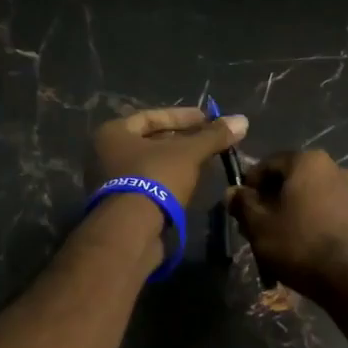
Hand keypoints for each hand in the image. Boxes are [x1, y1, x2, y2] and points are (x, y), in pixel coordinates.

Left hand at [91, 105, 248, 206]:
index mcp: (113, 132)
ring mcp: (110, 182)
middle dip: (182, 140)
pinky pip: (148, 185)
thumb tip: (242, 120)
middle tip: (209, 141)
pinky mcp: (121, 206)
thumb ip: (213, 136)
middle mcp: (105, 154)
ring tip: (204, 162)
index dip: (183, 116)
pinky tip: (190, 184)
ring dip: (177, 162)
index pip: (152, 116)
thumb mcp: (189, 153)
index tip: (208, 120)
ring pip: (150, 165)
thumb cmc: (156, 178)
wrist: (132, 230)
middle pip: (151, 141)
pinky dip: (169, 181)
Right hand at [228, 150, 347, 294]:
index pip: (268, 164)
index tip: (240, 206)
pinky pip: (327, 208)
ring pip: (310, 194)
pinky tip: (302, 240)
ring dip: (291, 208)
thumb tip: (232, 192)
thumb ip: (243, 203)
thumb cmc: (298, 243)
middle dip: (271, 197)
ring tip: (278, 234)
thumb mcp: (259, 225)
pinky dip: (311, 217)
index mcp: (308, 161)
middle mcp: (334, 166)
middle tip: (256, 223)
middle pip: (291, 178)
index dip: (249, 184)